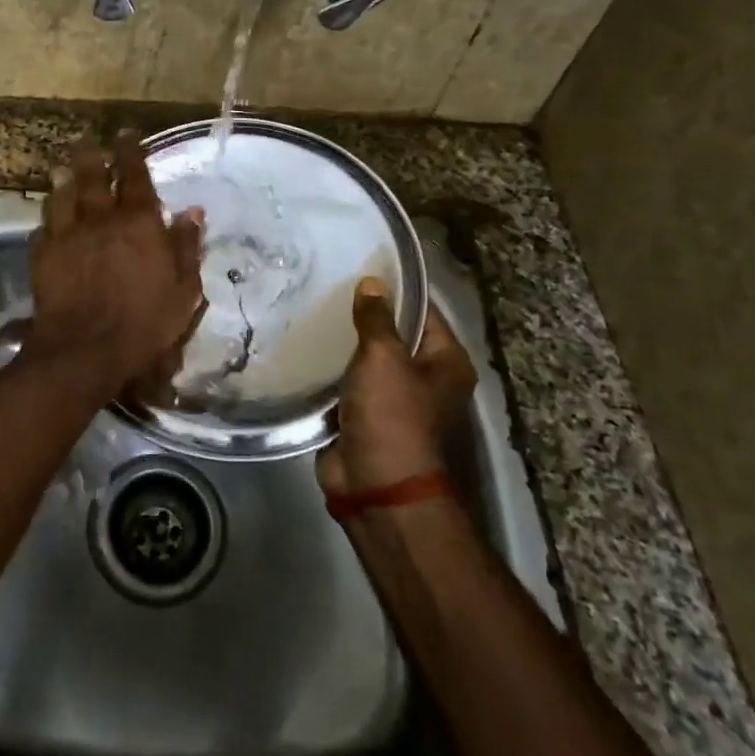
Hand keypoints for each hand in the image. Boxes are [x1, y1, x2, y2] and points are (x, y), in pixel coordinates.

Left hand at [25, 134, 206, 401]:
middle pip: (91, 175)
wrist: (86, 348)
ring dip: (64, 180)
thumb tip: (193, 211)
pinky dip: (48, 221)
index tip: (124, 133)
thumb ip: (187, 246)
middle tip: (85, 139)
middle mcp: (99, 218)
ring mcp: (66, 234)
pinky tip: (48, 223)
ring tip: (62, 171)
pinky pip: (42, 228)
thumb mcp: (184, 289)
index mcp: (138, 221)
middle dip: (89, 154)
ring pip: (62, 196)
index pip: (134, 174)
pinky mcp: (42, 255)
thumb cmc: (145, 321)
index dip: (129, 151)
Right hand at [317, 276, 476, 497]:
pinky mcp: (366, 419)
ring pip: (369, 362)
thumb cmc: (392, 415)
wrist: (378, 487)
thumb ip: (376, 318)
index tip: (361, 267)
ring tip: (313, 311)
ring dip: (346, 345)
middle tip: (329, 287)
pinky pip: (349, 386)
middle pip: (395, 336)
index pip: (423, 312)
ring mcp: (396, 402)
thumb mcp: (383, 357)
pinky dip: (332, 372)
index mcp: (447, 363)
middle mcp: (427, 380)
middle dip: (365, 317)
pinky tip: (307, 348)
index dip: (395, 290)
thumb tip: (373, 282)